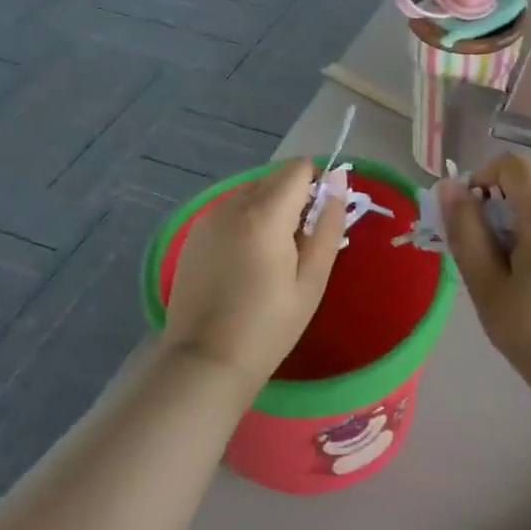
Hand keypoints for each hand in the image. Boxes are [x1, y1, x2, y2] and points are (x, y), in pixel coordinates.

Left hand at [161, 158, 346, 385]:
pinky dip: (244, 223)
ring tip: (271, 259)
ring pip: (250, 193)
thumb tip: (338, 180)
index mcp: (264, 213)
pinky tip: (244, 264)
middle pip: (273, 178)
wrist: (205, 361)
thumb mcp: (312, 280)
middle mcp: (231, 204)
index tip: (319, 221)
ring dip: (268, 210)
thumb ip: (328, 225)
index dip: (317, 185)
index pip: (298, 168)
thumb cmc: (269, 326)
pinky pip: (229, 211)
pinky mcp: (192, 234)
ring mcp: (207, 218)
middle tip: (298, 248)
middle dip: (293, 199)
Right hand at [441, 154, 530, 406]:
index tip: (467, 221)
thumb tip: (449, 187)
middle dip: (495, 211)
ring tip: (505, 276)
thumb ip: (465, 229)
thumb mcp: (487, 283)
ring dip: (513, 228)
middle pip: (526, 187)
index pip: (512, 166)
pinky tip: (530, 281)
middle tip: (480, 258)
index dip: (481, 180)